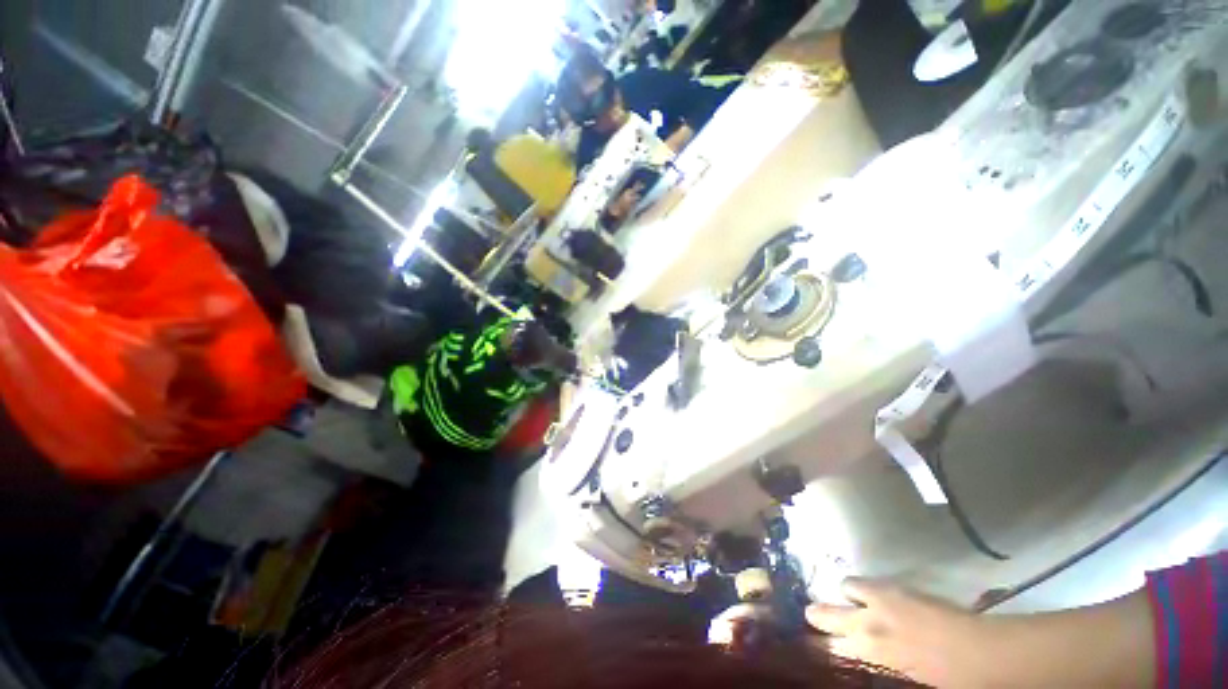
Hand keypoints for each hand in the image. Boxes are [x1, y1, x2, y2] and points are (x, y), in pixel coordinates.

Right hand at [806, 579, 988, 687]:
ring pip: (844, 588)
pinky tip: (870, 593)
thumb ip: (878, 662)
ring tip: (851, 601)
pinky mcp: (894, 587)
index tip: (812, 644)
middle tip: (812, 615)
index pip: (831, 648)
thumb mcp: (904, 676)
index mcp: (870, 653)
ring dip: (846, 596)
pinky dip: (864, 587)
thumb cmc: (945, 679)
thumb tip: (861, 655)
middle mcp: (866, 625)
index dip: (819, 645)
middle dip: (818, 616)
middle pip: (826, 614)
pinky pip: (867, 582)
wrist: (979, 652)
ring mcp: (879, 601)